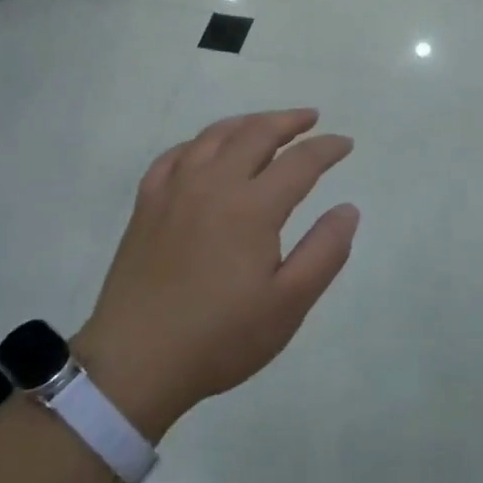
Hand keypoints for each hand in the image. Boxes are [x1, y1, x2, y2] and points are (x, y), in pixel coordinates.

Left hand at [77, 109, 358, 439]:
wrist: (135, 364)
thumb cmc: (221, 337)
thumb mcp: (289, 304)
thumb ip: (325, 251)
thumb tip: (348, 209)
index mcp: (252, 207)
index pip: (300, 161)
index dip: (327, 148)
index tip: (345, 144)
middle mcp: (213, 185)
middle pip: (256, 133)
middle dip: (289, 121)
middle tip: (311, 119)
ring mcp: (174, 191)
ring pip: (214, 136)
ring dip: (247, 123)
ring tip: (266, 125)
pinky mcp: (146, 206)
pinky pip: (174, 156)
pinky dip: (199, 144)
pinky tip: (206, 151)